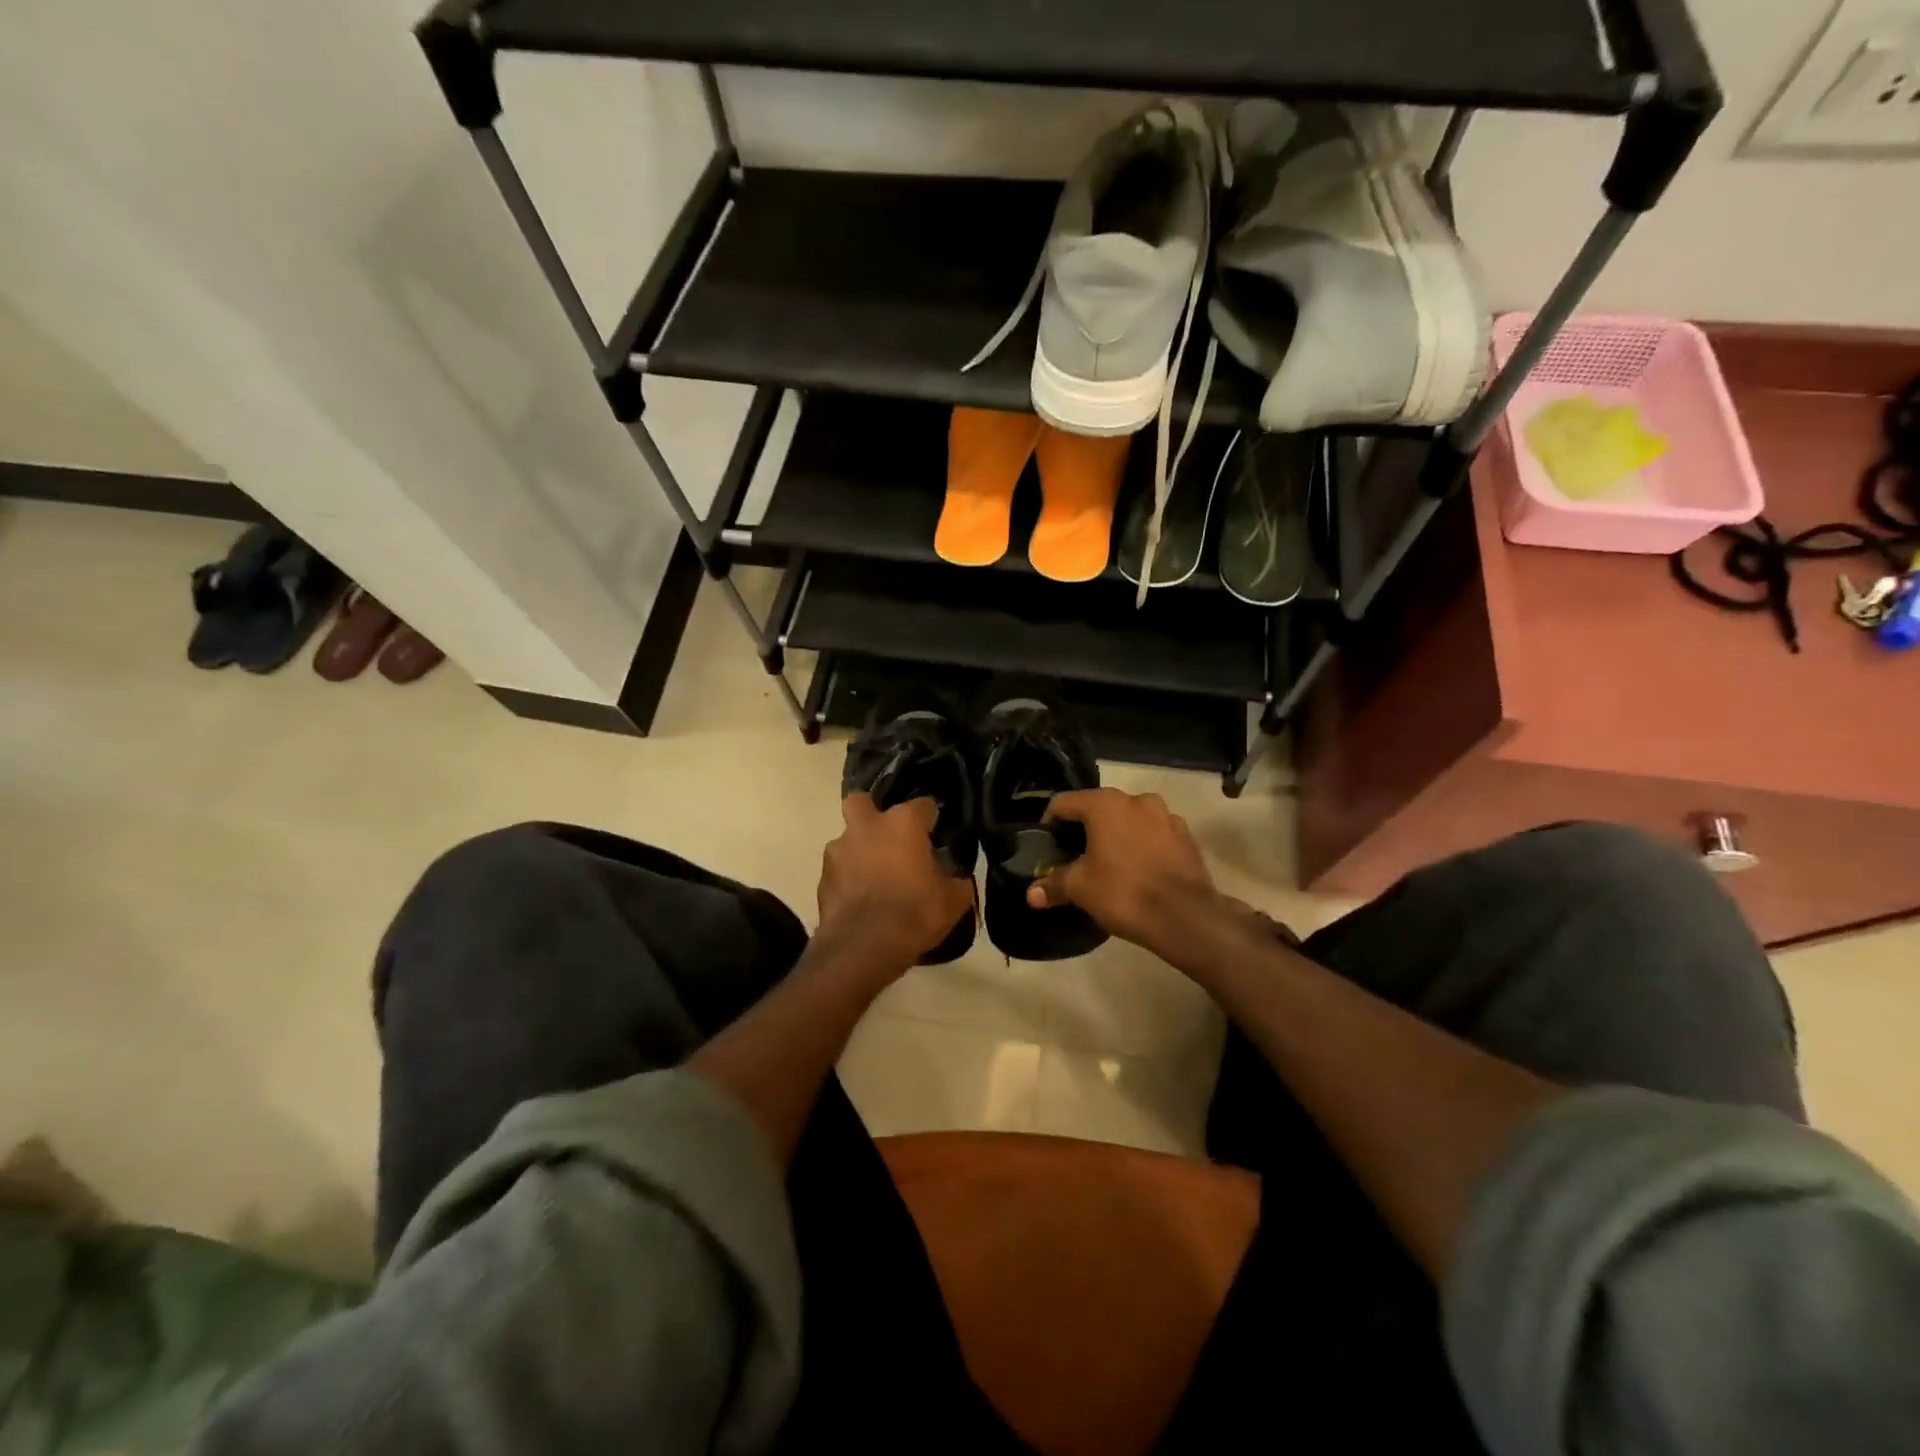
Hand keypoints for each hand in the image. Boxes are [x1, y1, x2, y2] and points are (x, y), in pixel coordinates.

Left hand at [818, 795, 974, 972]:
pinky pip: (838, 870)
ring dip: (858, 851)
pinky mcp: (822, 877)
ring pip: (847, 839)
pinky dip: (847, 879)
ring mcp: (839, 850)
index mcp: (903, 823)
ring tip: (873, 877)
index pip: (923, 805)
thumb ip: (957, 882)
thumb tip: (958, 879)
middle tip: (887, 838)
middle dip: (871, 814)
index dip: (930, 819)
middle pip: (862, 802)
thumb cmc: (915, 912)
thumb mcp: (953, 901)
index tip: (936, 834)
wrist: (863, 946)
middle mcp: (868, 826)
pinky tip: (860, 899)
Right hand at [1025, 789, 1224, 959]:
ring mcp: (1166, 815)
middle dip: (1085, 829)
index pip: (1063, 803)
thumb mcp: (1080, 889)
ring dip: (1116, 835)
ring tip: (1109, 864)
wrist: (1185, 916)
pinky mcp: (1186, 836)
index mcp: (1105, 804)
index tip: (1047, 846)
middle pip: (1098, 808)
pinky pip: (1154, 834)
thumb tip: (1031, 894)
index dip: (1049, 824)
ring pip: (1129, 819)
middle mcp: (1136, 800)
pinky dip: (1142, 845)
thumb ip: (1053, 885)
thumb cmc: (1123, 892)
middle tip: (1075, 857)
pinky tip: (1139, 870)